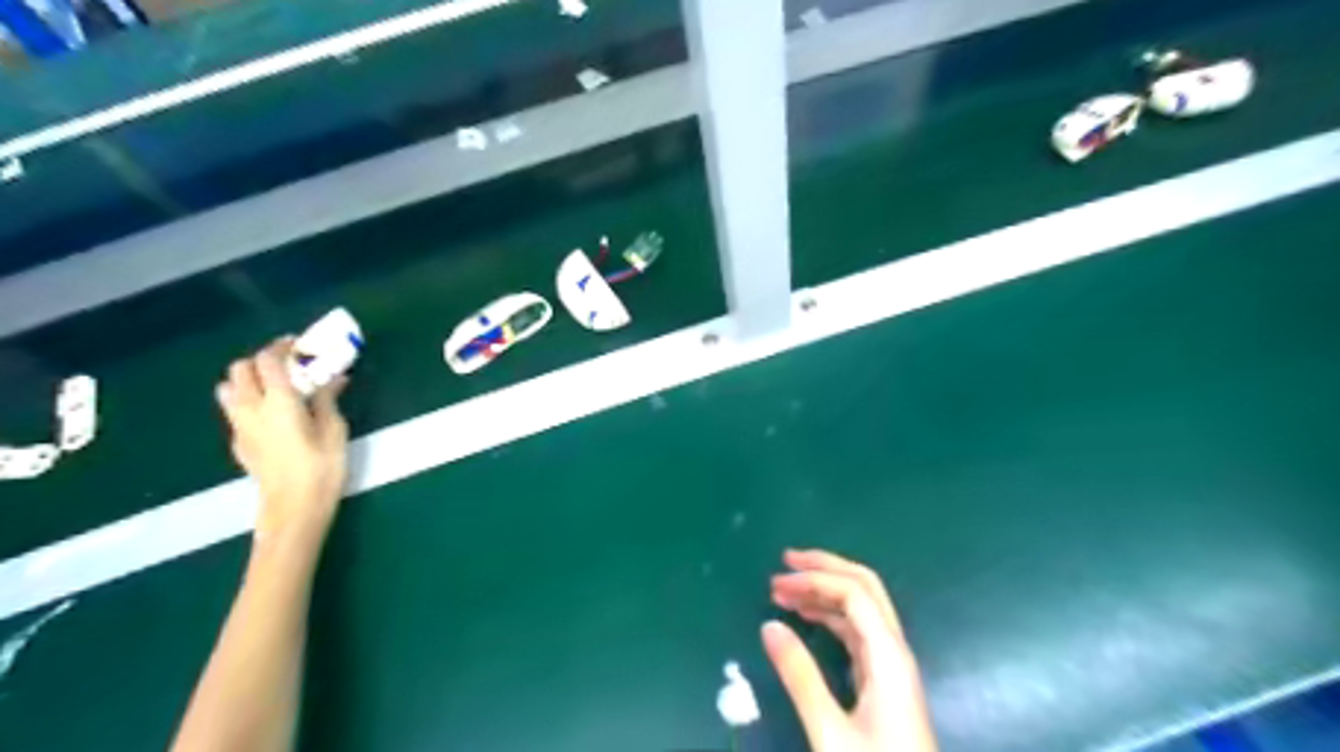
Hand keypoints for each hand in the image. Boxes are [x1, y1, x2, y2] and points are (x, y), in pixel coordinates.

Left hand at [214, 338, 349, 546]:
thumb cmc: (321, 467)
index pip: (268, 360)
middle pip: (241, 369)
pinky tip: (271, 413)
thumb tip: (334, 377)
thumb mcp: (334, 430)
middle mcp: (250, 408)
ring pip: (229, 389)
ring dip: (248, 379)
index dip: (281, 347)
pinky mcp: (239, 443)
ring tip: (275, 385)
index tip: (298, 344)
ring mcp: (239, 426)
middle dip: (261, 360)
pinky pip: (235, 410)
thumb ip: (328, 399)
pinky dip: (248, 400)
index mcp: (277, 400)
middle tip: (288, 364)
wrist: (292, 508)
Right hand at [770, 548, 934, 751]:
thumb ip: (800, 676)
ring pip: (861, 607)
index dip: (814, 579)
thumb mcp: (829, 731)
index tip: (776, 584)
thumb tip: (769, 625)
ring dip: (824, 591)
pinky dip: (830, 615)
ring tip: (785, 592)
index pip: (853, 593)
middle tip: (786, 561)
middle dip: (825, 567)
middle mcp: (894, 650)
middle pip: (865, 587)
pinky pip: (857, 631)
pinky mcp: (885, 680)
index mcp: (888, 655)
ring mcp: (892, 664)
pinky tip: (807, 618)